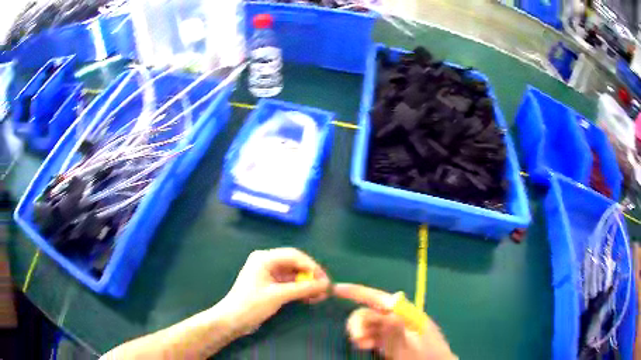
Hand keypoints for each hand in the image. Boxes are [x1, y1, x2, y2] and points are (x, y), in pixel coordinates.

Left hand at [219, 248, 329, 334]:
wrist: (232, 321)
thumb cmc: (251, 304)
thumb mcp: (278, 295)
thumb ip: (303, 288)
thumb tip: (326, 284)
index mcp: (264, 258)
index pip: (294, 255)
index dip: (312, 266)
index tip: (325, 279)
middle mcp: (267, 262)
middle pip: (295, 264)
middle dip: (311, 276)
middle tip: (325, 288)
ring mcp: (268, 275)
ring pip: (294, 275)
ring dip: (307, 284)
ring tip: (321, 295)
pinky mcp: (270, 286)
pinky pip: (290, 284)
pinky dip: (300, 290)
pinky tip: (311, 298)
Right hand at [334, 283, 456, 359]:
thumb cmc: (425, 358)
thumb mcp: (410, 348)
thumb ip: (396, 332)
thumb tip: (384, 311)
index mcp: (406, 313)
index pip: (378, 298)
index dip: (357, 292)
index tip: (336, 289)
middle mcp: (399, 318)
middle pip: (371, 312)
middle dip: (359, 321)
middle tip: (357, 338)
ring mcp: (395, 330)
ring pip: (369, 324)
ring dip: (361, 331)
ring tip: (361, 345)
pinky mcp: (392, 340)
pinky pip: (373, 335)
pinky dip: (366, 339)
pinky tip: (365, 346)